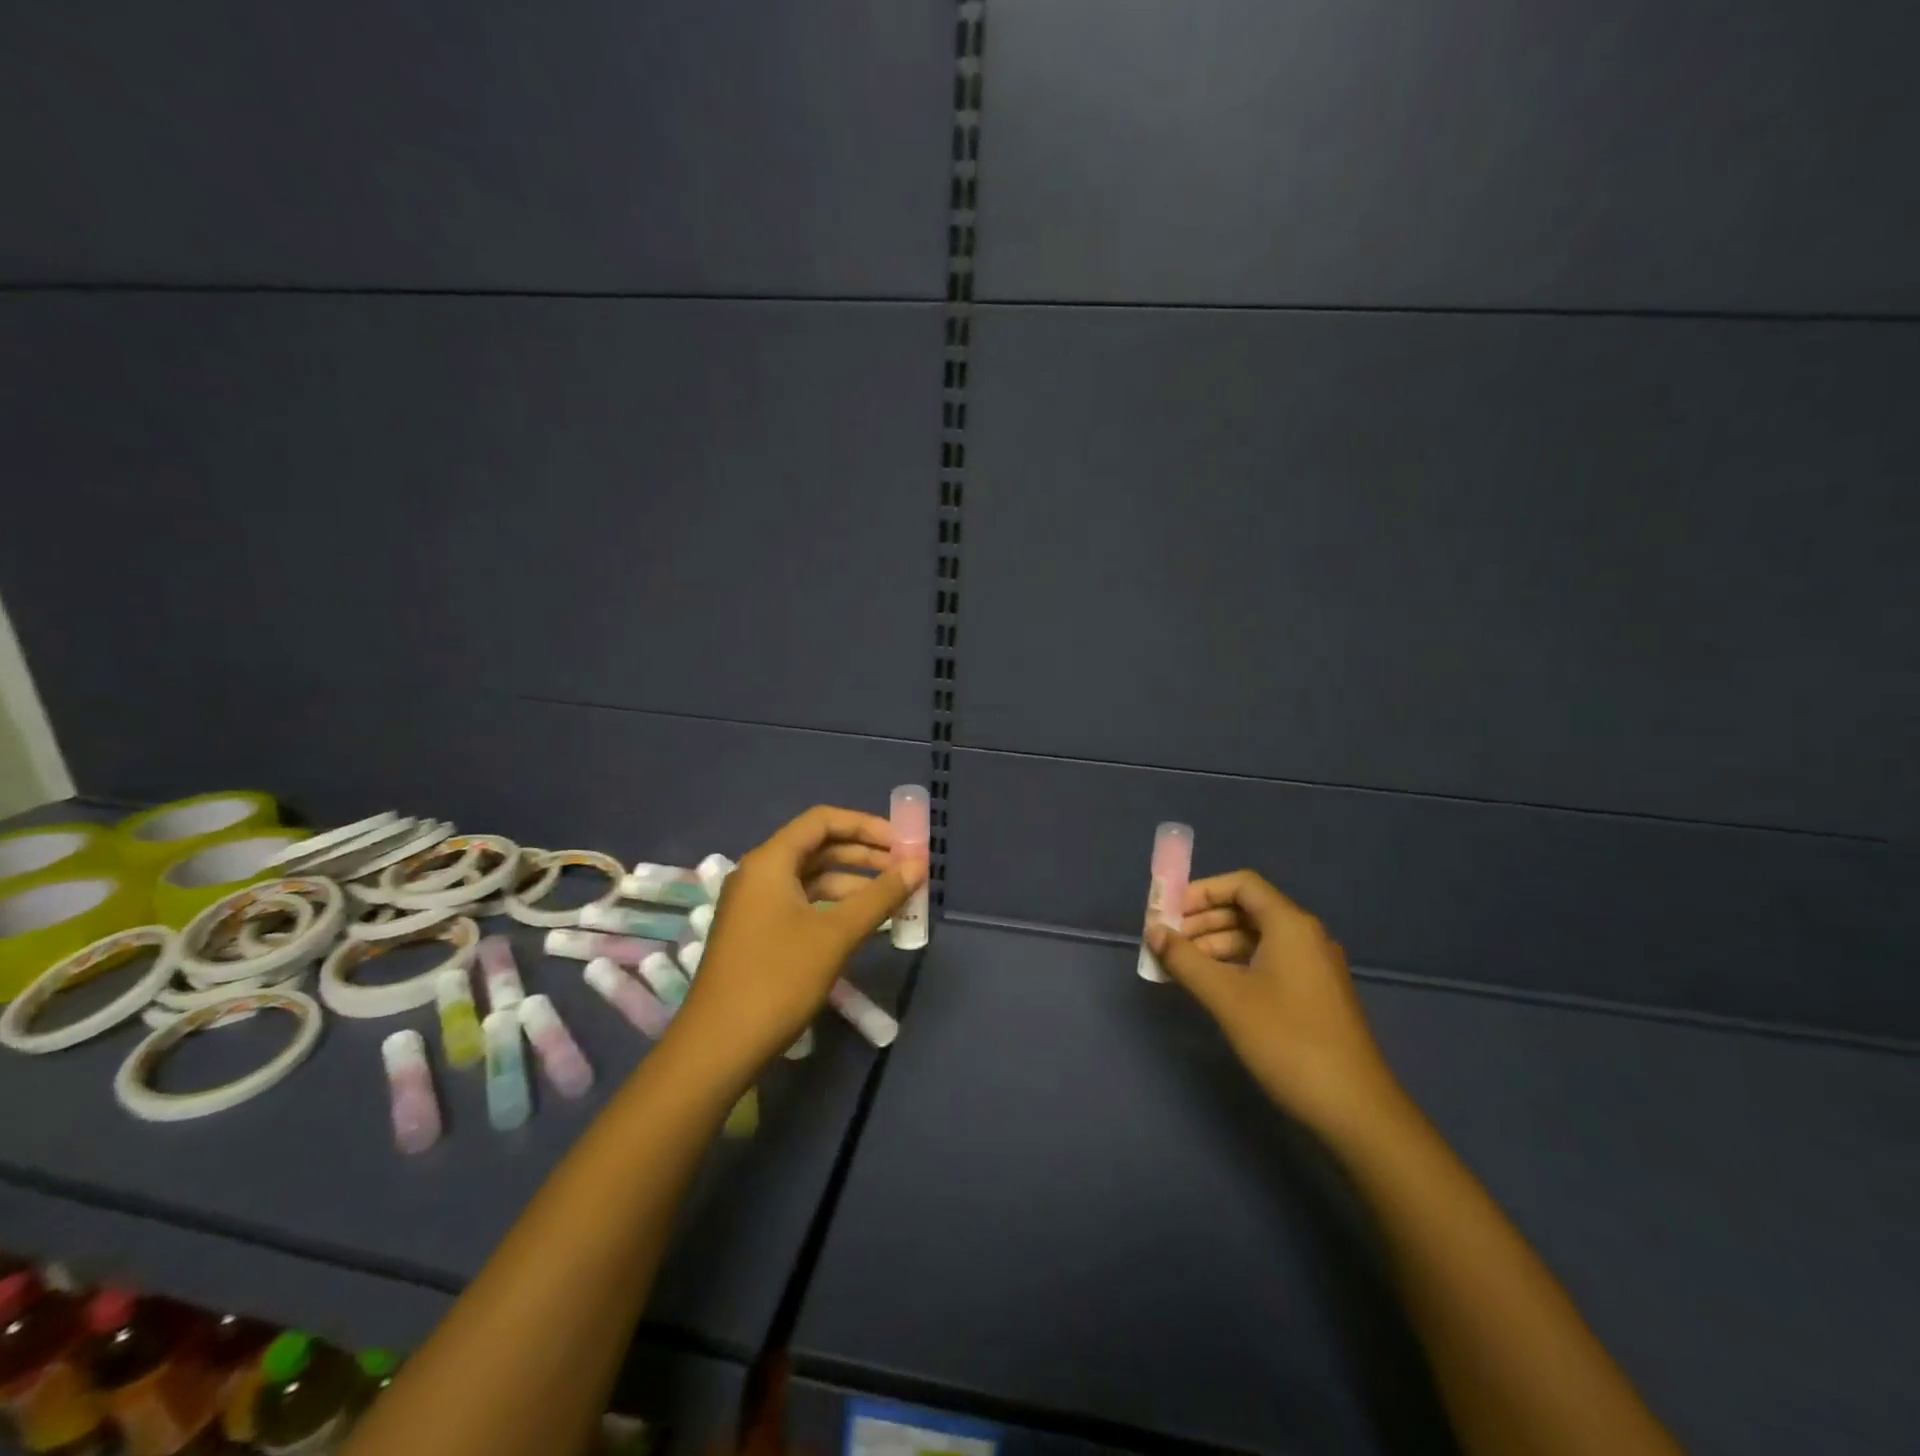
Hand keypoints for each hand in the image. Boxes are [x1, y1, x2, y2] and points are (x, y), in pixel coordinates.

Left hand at [670, 805, 920, 1084]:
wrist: (718, 1047)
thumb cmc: (778, 980)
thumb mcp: (836, 935)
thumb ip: (880, 896)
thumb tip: (918, 865)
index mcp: (770, 862)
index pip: (822, 821)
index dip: (866, 825)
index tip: (902, 842)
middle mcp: (759, 874)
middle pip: (818, 847)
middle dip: (865, 855)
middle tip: (906, 869)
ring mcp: (756, 905)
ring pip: (812, 878)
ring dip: (854, 883)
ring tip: (895, 899)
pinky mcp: (758, 933)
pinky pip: (803, 904)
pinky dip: (835, 906)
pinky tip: (863, 923)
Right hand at [1147, 871, 1401, 1135]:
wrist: (1356, 1111)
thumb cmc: (1288, 1043)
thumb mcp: (1227, 999)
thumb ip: (1185, 960)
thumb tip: (1153, 931)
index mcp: (1290, 925)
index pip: (1241, 885)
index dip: (1201, 892)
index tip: (1167, 912)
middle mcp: (1305, 937)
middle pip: (1246, 910)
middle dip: (1202, 920)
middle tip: (1165, 942)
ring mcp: (1312, 967)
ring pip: (1255, 939)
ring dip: (1214, 945)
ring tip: (1179, 966)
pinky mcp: (1313, 995)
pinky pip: (1266, 963)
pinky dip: (1234, 966)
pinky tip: (1210, 987)